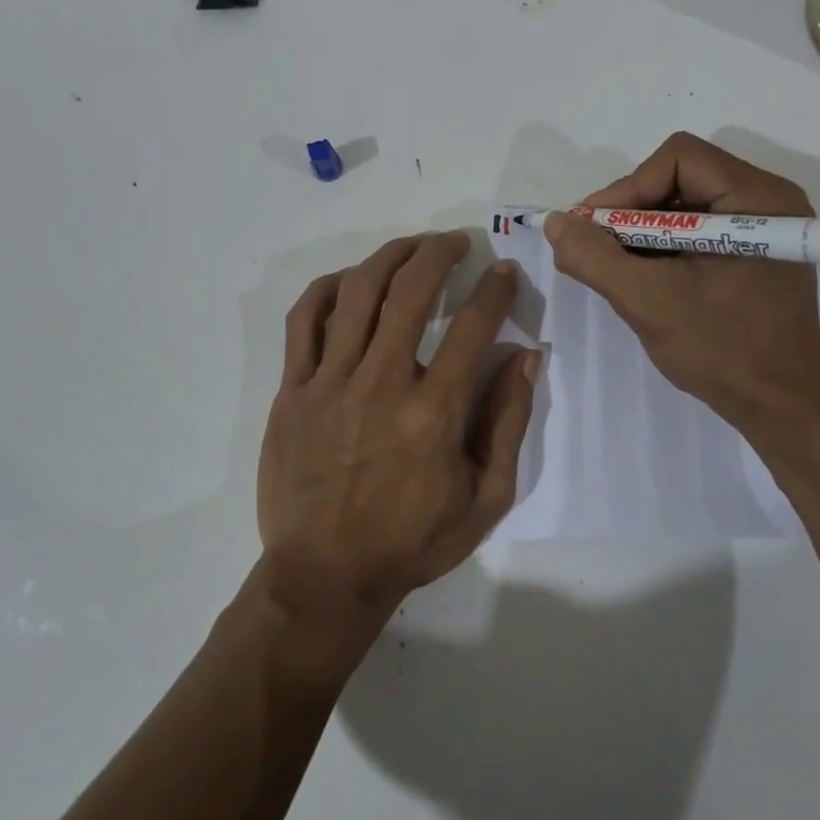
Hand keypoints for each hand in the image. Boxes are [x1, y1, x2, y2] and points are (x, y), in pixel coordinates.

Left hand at [257, 232, 537, 638]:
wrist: (325, 576)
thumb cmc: (411, 541)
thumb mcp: (485, 498)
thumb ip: (508, 423)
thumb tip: (526, 357)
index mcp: (433, 414)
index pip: (472, 327)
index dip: (495, 290)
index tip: (506, 271)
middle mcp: (381, 385)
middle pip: (411, 293)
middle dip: (440, 254)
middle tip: (457, 243)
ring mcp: (329, 384)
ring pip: (358, 294)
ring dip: (390, 257)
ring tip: (412, 246)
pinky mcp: (293, 391)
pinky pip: (305, 321)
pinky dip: (328, 288)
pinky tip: (350, 279)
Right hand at [545, 133, 819, 437]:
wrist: (781, 409)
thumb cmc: (722, 351)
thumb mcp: (648, 302)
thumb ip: (595, 257)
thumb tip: (556, 222)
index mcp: (757, 198)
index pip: (677, 159)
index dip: (628, 188)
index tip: (595, 230)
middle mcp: (768, 200)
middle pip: (680, 176)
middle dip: (632, 211)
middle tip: (598, 248)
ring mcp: (765, 227)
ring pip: (685, 203)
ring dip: (643, 231)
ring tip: (617, 267)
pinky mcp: (757, 251)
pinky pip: (698, 228)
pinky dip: (664, 246)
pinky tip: (645, 276)